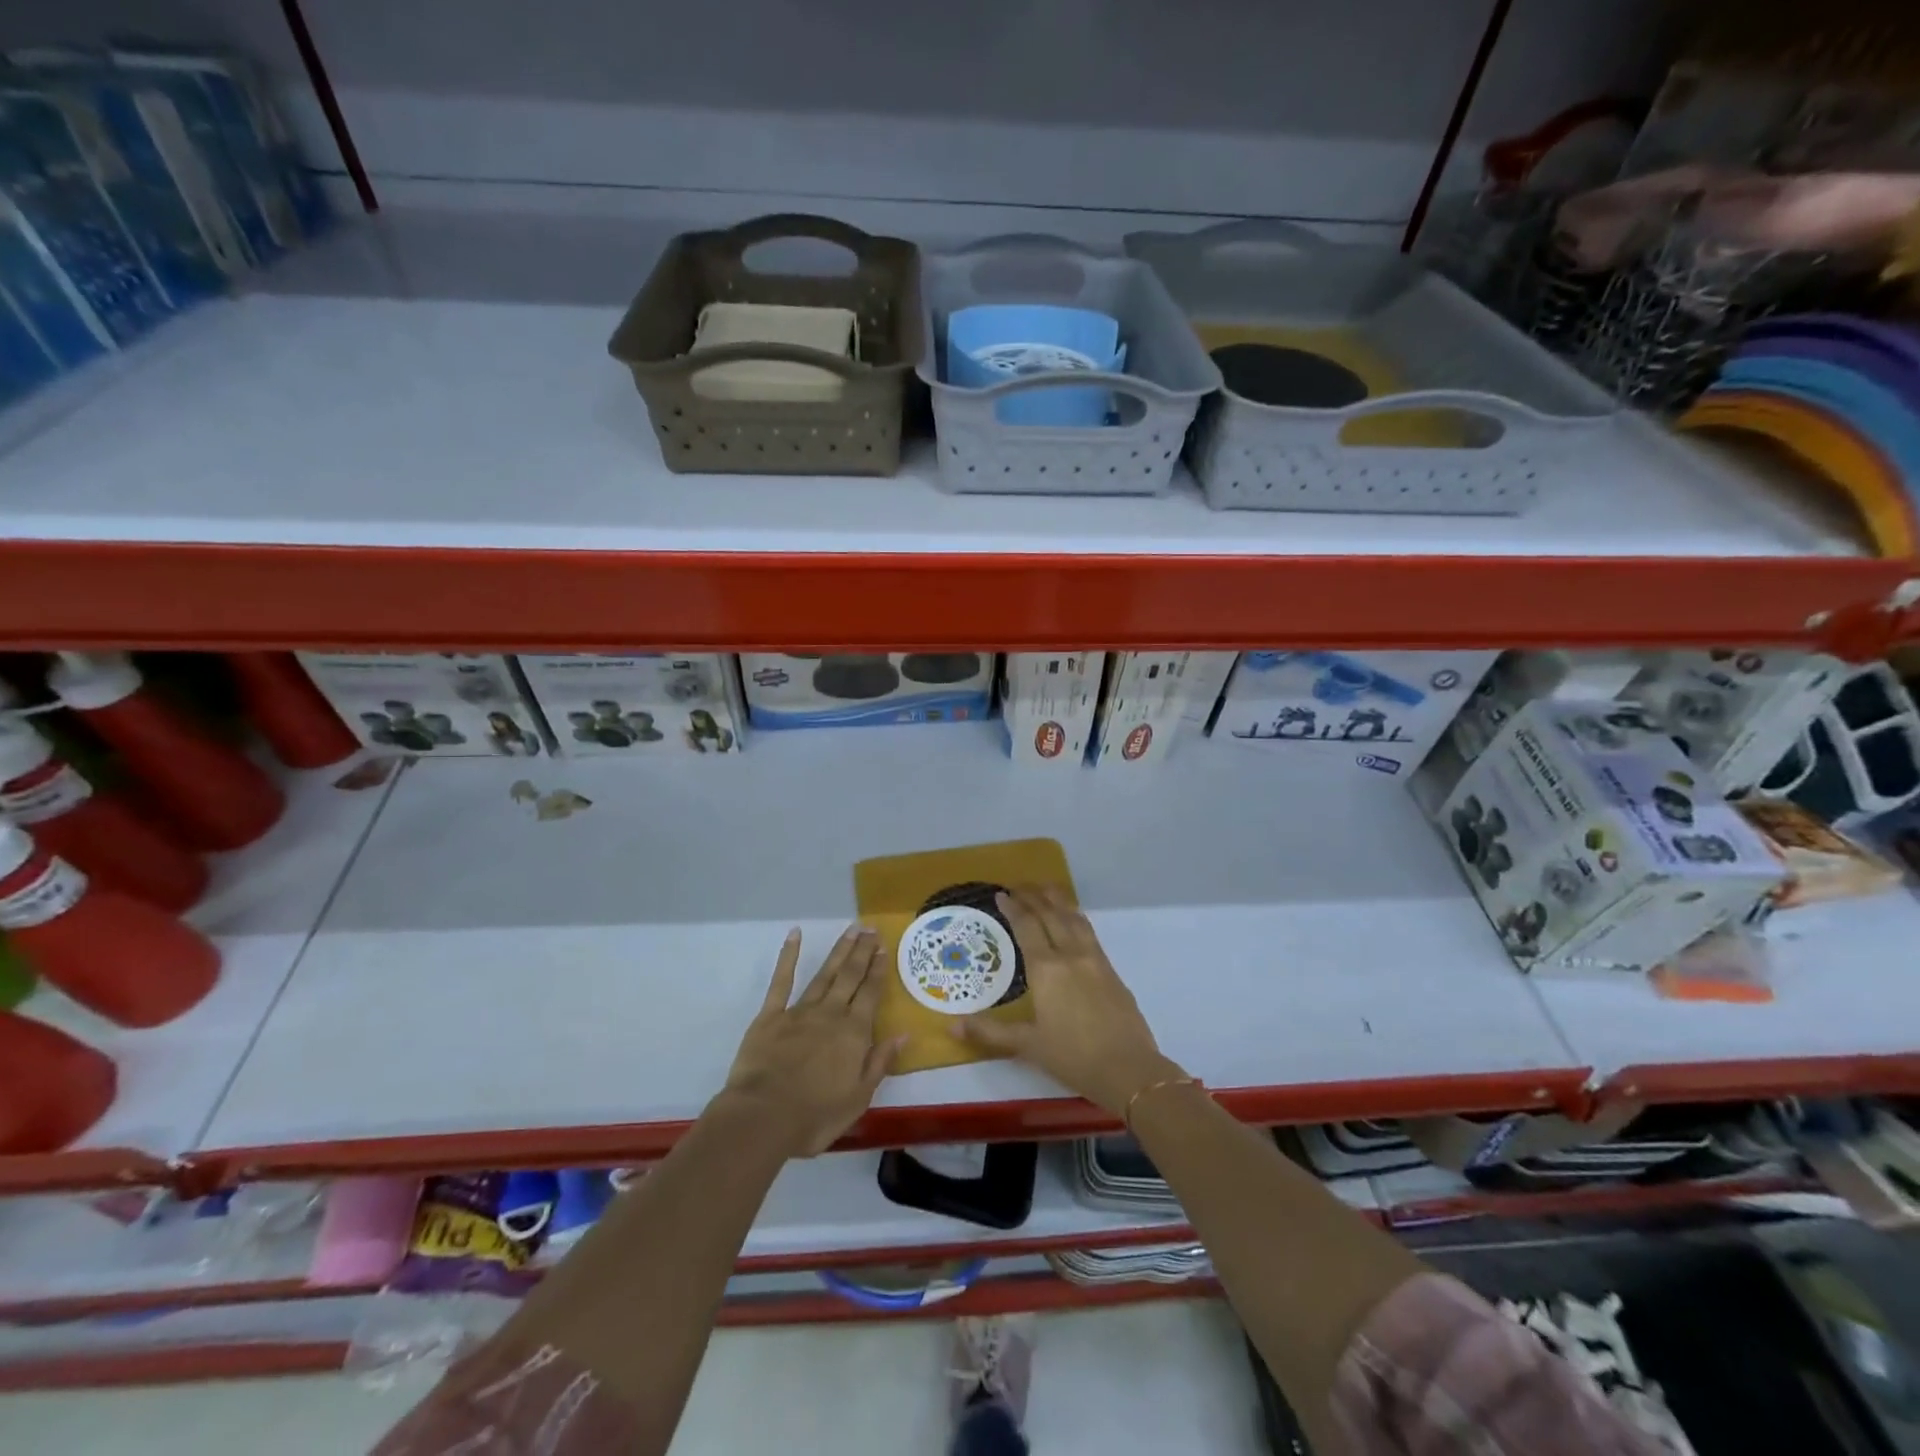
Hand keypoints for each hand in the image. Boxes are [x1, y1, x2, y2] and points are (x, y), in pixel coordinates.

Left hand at [720, 924, 903, 1157]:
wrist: (762, 1117)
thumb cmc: (814, 1116)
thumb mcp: (858, 1099)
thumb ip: (879, 1063)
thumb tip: (903, 1034)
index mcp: (854, 1033)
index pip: (870, 994)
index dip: (878, 970)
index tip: (884, 948)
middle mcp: (831, 1014)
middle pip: (850, 976)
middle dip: (862, 952)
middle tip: (871, 929)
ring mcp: (800, 1011)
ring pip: (825, 973)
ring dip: (839, 951)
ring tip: (851, 930)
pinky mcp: (771, 1015)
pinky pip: (781, 980)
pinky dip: (787, 956)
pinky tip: (794, 935)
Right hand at [954, 886, 1181, 1116]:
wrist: (1129, 1070)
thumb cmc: (1073, 1057)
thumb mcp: (1027, 1045)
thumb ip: (990, 1032)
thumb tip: (952, 1025)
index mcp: (1047, 969)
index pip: (1027, 927)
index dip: (1013, 908)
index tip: (1001, 894)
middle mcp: (1071, 955)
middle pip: (1051, 915)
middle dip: (1033, 896)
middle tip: (1018, 885)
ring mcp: (1095, 960)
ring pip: (1074, 918)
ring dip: (1058, 900)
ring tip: (1046, 888)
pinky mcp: (1111, 970)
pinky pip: (1089, 931)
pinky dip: (1076, 916)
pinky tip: (1074, 920)